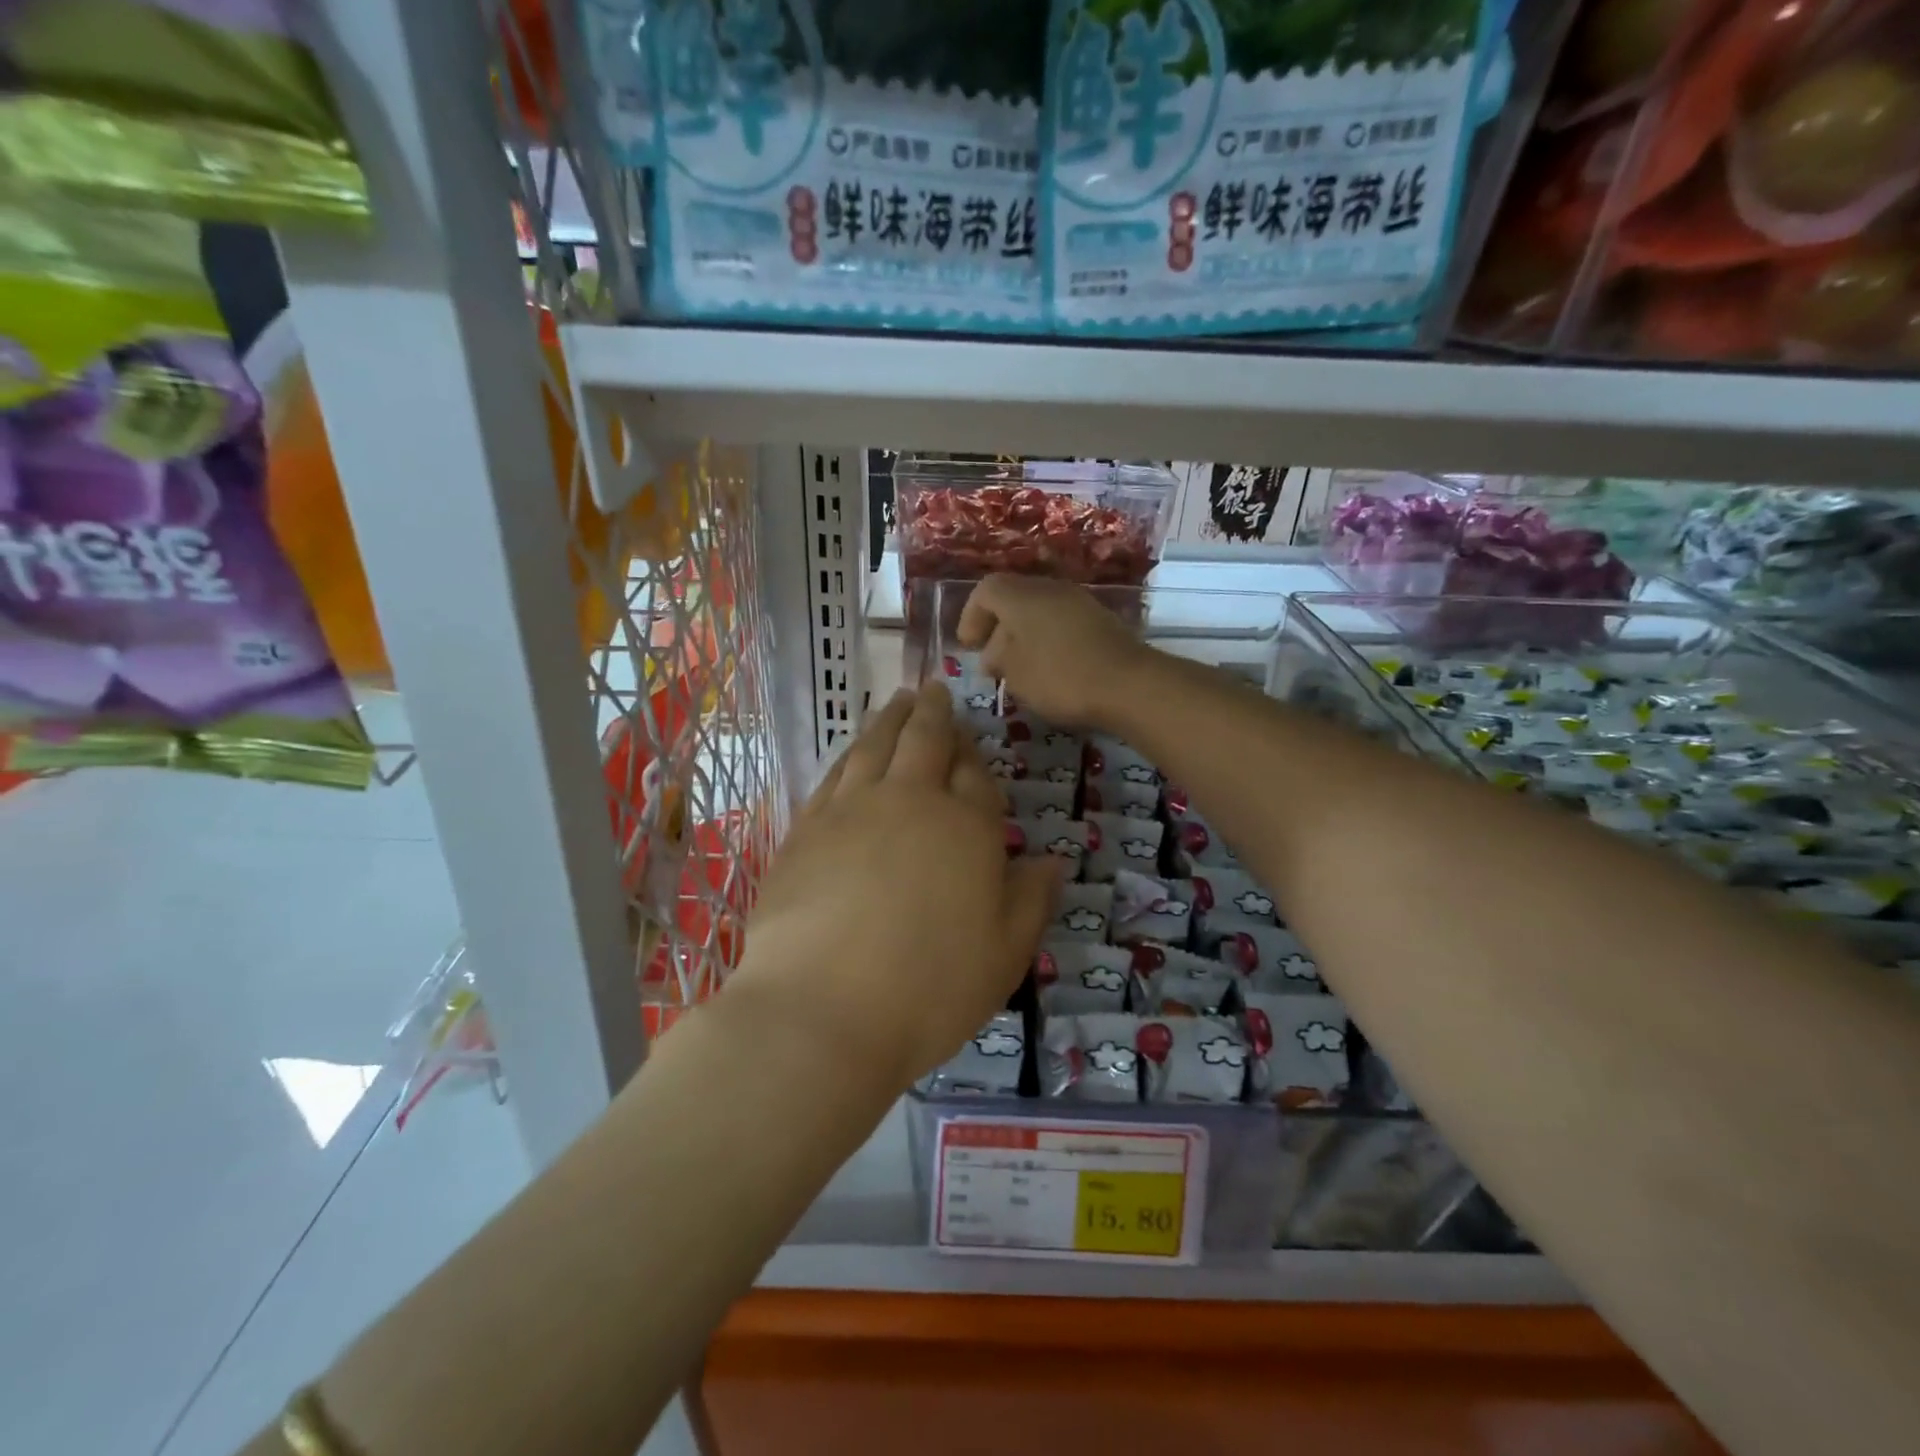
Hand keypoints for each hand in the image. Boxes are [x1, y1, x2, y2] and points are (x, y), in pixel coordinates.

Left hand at [725, 681, 1062, 1091]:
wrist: (821, 1010)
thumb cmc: (929, 988)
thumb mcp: (1004, 955)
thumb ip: (1031, 900)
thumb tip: (1052, 860)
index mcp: (964, 827)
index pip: (976, 776)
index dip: (977, 759)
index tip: (973, 746)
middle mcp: (908, 802)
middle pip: (923, 741)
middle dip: (933, 713)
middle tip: (932, 690)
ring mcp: (850, 811)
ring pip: (874, 747)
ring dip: (888, 720)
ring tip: (896, 702)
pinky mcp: (805, 830)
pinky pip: (832, 775)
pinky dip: (848, 754)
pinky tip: (850, 754)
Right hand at [956, 574, 1149, 728]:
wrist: (1129, 684)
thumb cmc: (1061, 677)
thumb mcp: (1015, 673)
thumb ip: (998, 658)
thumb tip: (996, 651)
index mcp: (1022, 596)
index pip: (986, 590)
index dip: (971, 616)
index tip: (968, 646)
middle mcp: (1050, 589)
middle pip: (1014, 599)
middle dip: (997, 628)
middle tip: (992, 663)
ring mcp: (1079, 602)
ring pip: (1039, 611)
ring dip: (1023, 637)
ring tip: (1020, 670)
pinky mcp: (1100, 620)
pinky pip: (1061, 623)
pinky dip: (1047, 641)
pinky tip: (1050, 670)